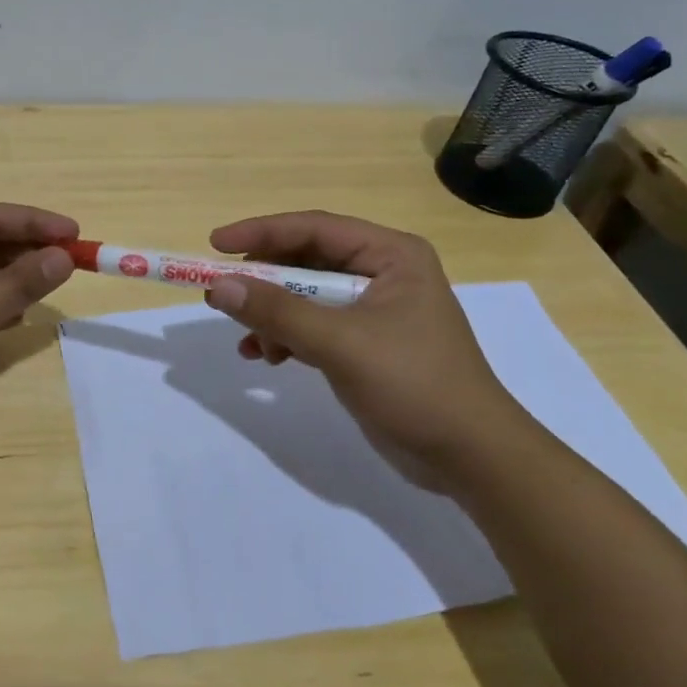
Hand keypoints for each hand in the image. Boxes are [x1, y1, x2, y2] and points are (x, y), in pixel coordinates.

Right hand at [202, 211, 533, 490]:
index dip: (261, 232)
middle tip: (221, 295)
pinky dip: (286, 337)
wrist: (470, 457)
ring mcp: (373, 309)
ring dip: (272, 315)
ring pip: (304, 296)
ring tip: (248, 340)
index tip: (215, 244)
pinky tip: (266, 357)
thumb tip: (219, 287)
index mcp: (390, 255)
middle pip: (306, 261)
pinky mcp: (363, 343)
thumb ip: (278, 312)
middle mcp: (382, 272)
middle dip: (264, 281)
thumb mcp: (341, 344)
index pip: (314, 228)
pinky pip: (312, 326)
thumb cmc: (415, 385)